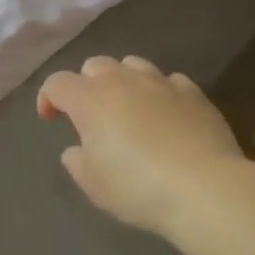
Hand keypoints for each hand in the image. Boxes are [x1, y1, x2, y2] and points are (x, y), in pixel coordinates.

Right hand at [39, 56, 248, 243]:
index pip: (57, 84)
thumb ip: (77, 162)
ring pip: (132, 64)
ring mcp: (159, 83)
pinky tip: (166, 113)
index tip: (50, 119)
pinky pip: (170, 81)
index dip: (48, 98)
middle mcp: (121, 80)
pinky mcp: (193, 94)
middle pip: (94, 65)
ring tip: (129, 107)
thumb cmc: (138, 187)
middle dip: (87, 84)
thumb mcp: (94, 184)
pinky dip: (161, 93)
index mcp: (88, 98)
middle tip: (92, 114)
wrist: (206, 189)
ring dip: (124, 80)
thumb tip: (76, 149)